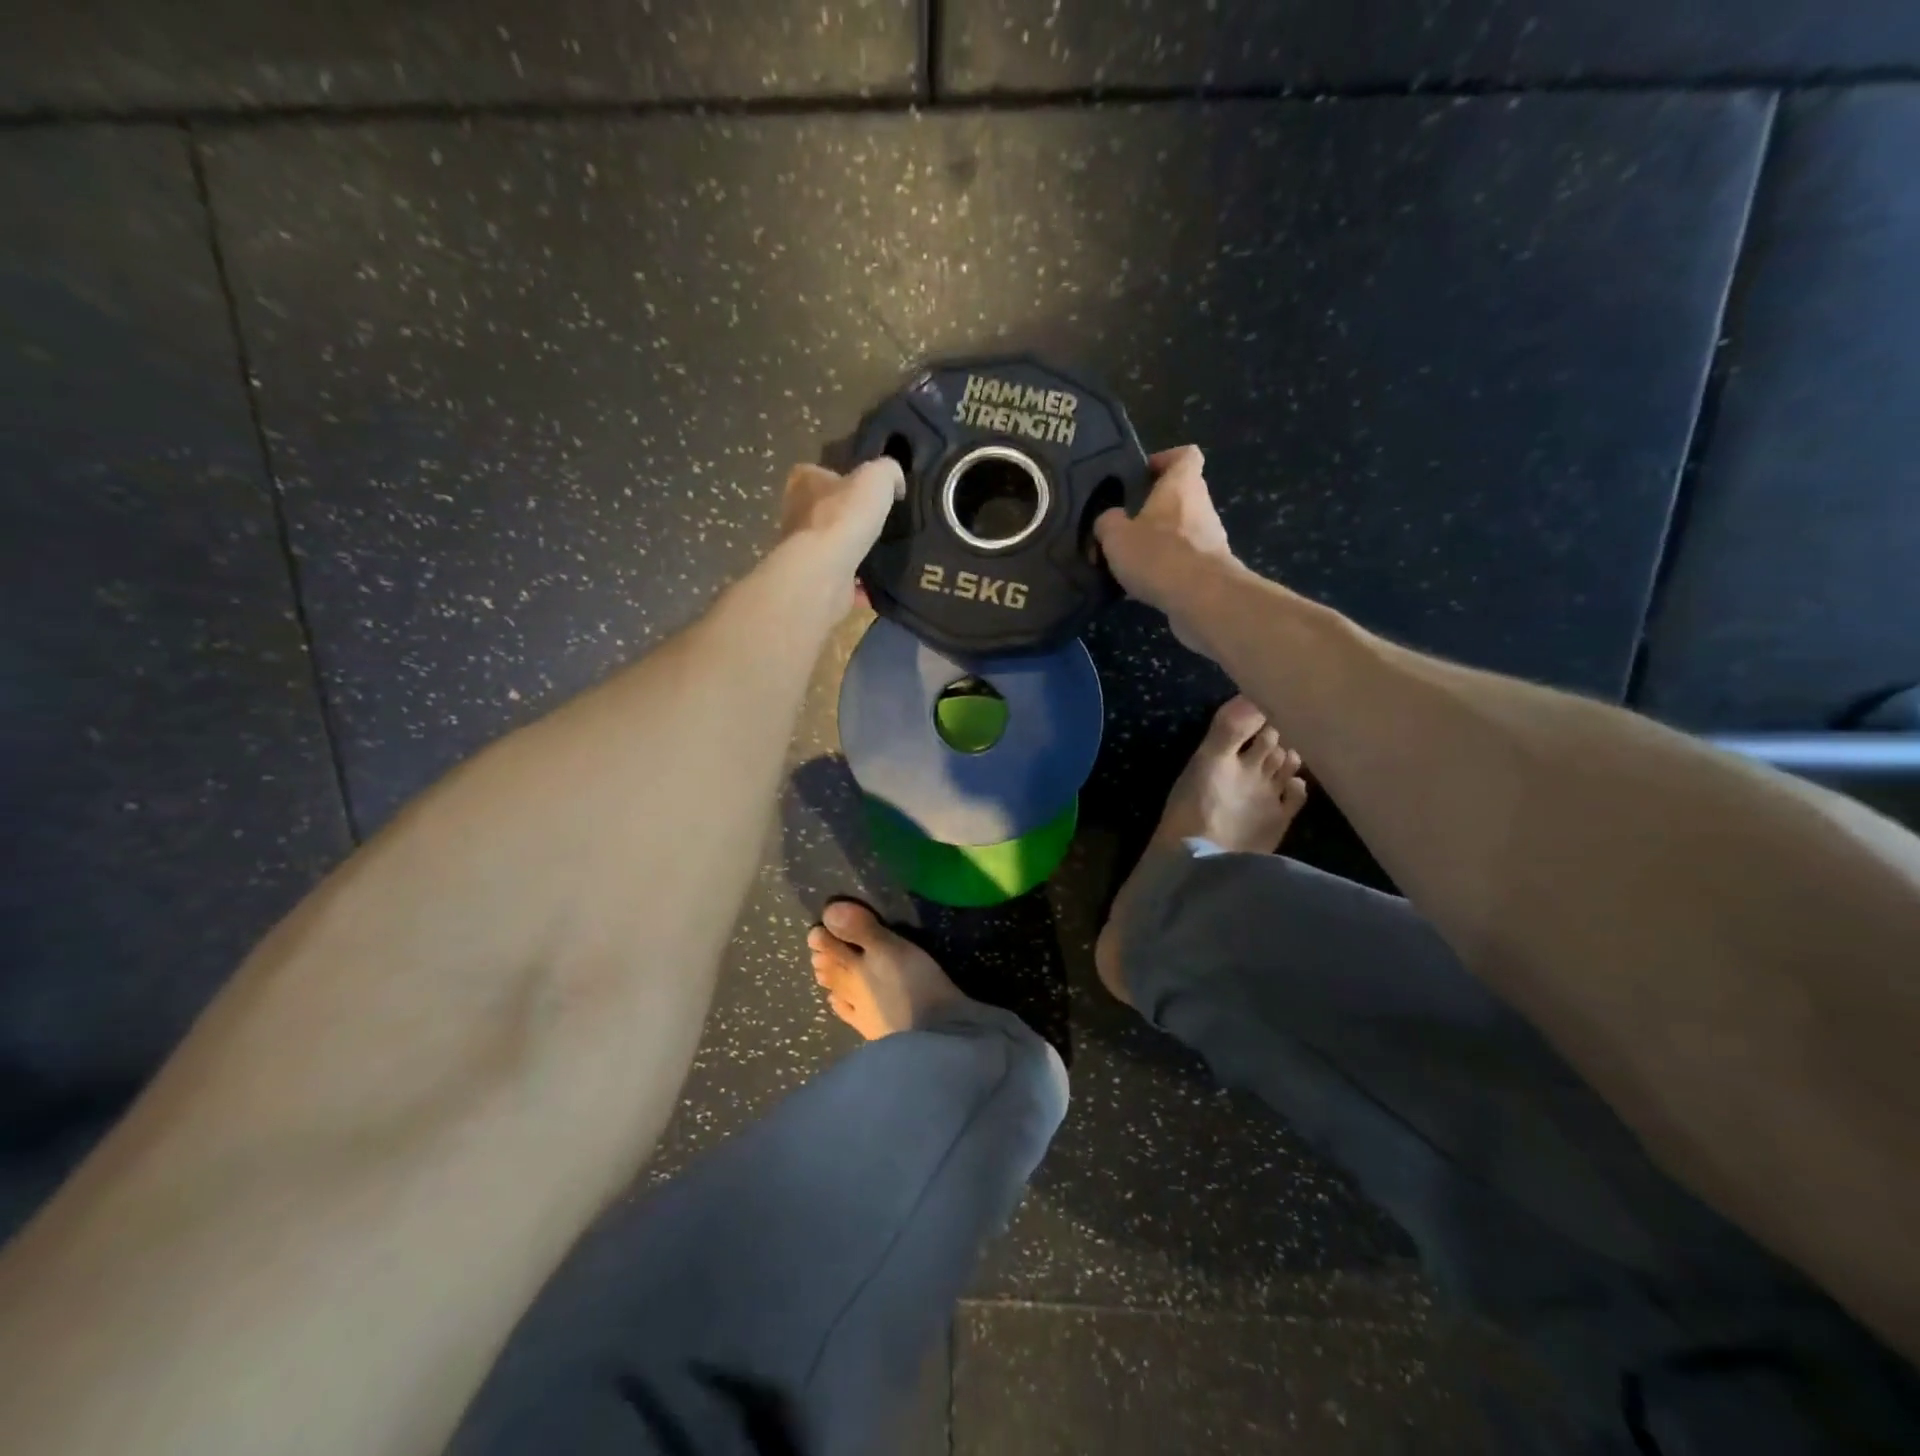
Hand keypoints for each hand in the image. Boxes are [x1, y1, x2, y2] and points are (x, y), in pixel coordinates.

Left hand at [780, 457, 902, 582]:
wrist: (824, 570)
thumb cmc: (845, 516)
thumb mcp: (877, 477)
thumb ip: (888, 471)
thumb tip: (895, 482)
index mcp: (804, 482)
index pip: (818, 473)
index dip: (841, 480)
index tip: (865, 492)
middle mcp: (795, 513)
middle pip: (823, 510)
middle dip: (845, 517)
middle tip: (875, 524)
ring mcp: (801, 549)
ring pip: (829, 545)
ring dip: (849, 550)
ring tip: (878, 554)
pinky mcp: (812, 579)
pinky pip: (838, 577)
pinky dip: (854, 583)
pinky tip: (874, 584)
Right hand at [1093, 446, 1239, 649]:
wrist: (1202, 599)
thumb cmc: (1158, 554)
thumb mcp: (1115, 535)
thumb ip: (1108, 522)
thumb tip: (1110, 520)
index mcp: (1181, 485)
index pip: (1185, 455)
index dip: (1165, 459)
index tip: (1143, 474)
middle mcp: (1201, 506)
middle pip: (1181, 496)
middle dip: (1154, 508)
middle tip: (1124, 523)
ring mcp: (1210, 539)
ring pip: (1181, 531)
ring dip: (1158, 542)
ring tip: (1128, 560)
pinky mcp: (1211, 570)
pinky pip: (1183, 562)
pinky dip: (1164, 569)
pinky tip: (1142, 586)